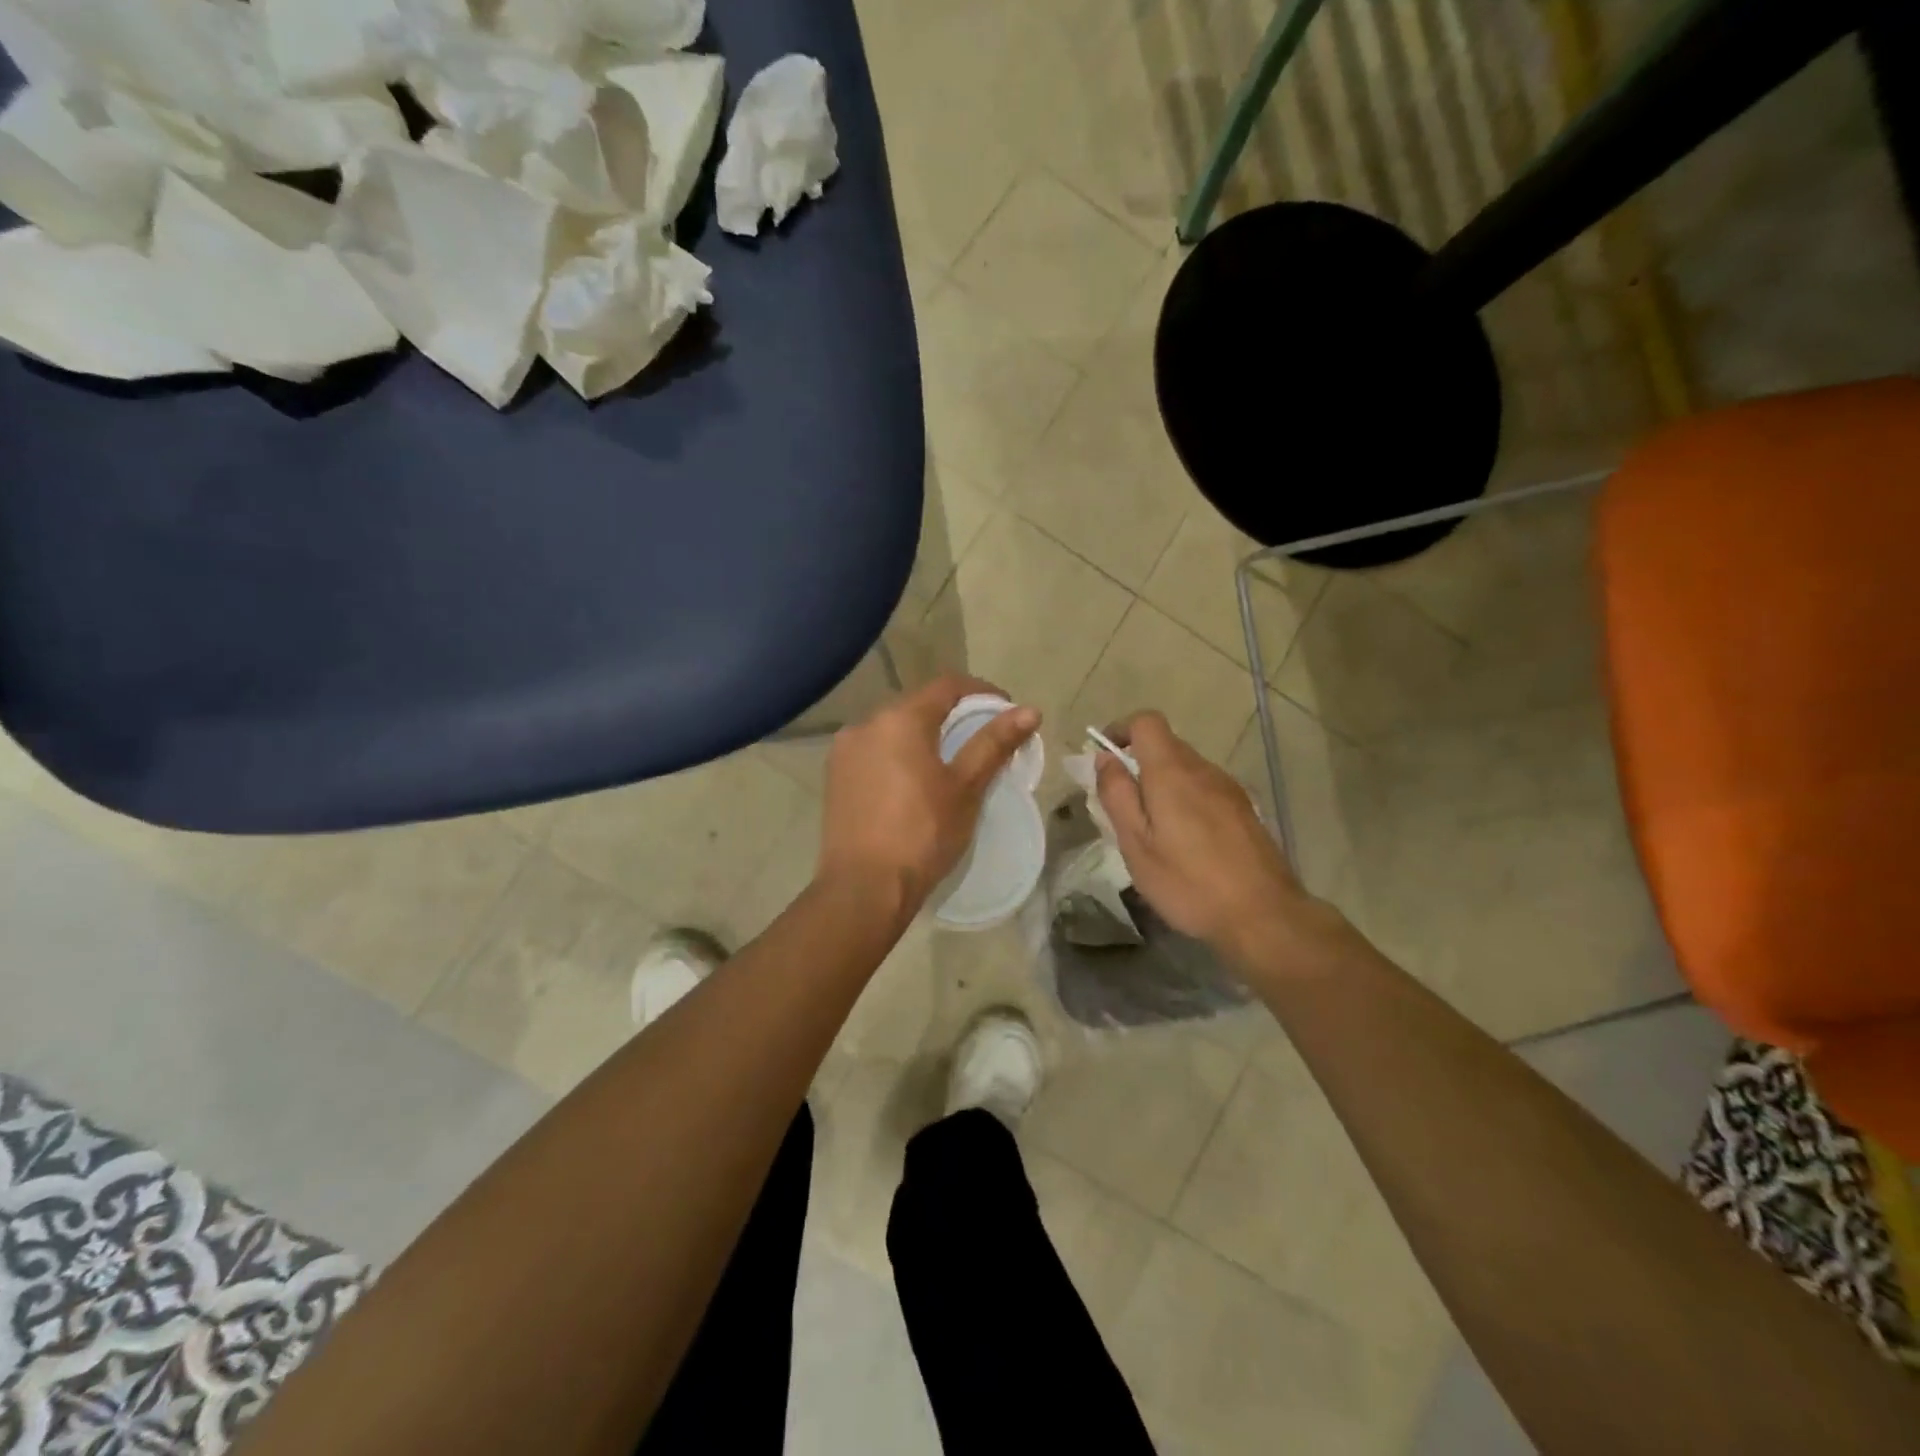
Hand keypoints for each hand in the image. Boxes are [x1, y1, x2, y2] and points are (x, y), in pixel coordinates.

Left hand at [818, 675, 1040, 919]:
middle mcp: (866, 723)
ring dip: (924, 735)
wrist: (863, 887)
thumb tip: (1030, 711)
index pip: (947, 686)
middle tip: (983, 739)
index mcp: (899, 719)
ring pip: (893, 729)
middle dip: (953, 715)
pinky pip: (874, 751)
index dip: (981, 692)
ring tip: (950, 763)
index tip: (1005, 711)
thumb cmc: (922, 834)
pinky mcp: (835, 777)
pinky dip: (899, 755)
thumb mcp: (965, 788)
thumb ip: (994, 744)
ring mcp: (845, 750)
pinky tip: (913, 782)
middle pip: (918, 704)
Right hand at [1095, 711, 1348, 972]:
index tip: (1105, 757)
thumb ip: (1117, 795)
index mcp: (1172, 772)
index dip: (1121, 730)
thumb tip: (1105, 758)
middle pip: (1166, 745)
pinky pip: (1205, 789)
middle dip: (1139, 764)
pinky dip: (1186, 800)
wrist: (1263, 915)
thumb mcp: (1136, 843)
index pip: (1146, 721)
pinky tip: (1185, 842)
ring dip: (1163, 785)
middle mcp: (1204, 769)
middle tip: (1123, 807)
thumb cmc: (1188, 882)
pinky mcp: (1244, 809)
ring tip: (1153, 831)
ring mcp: (1229, 789)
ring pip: (1186, 769)